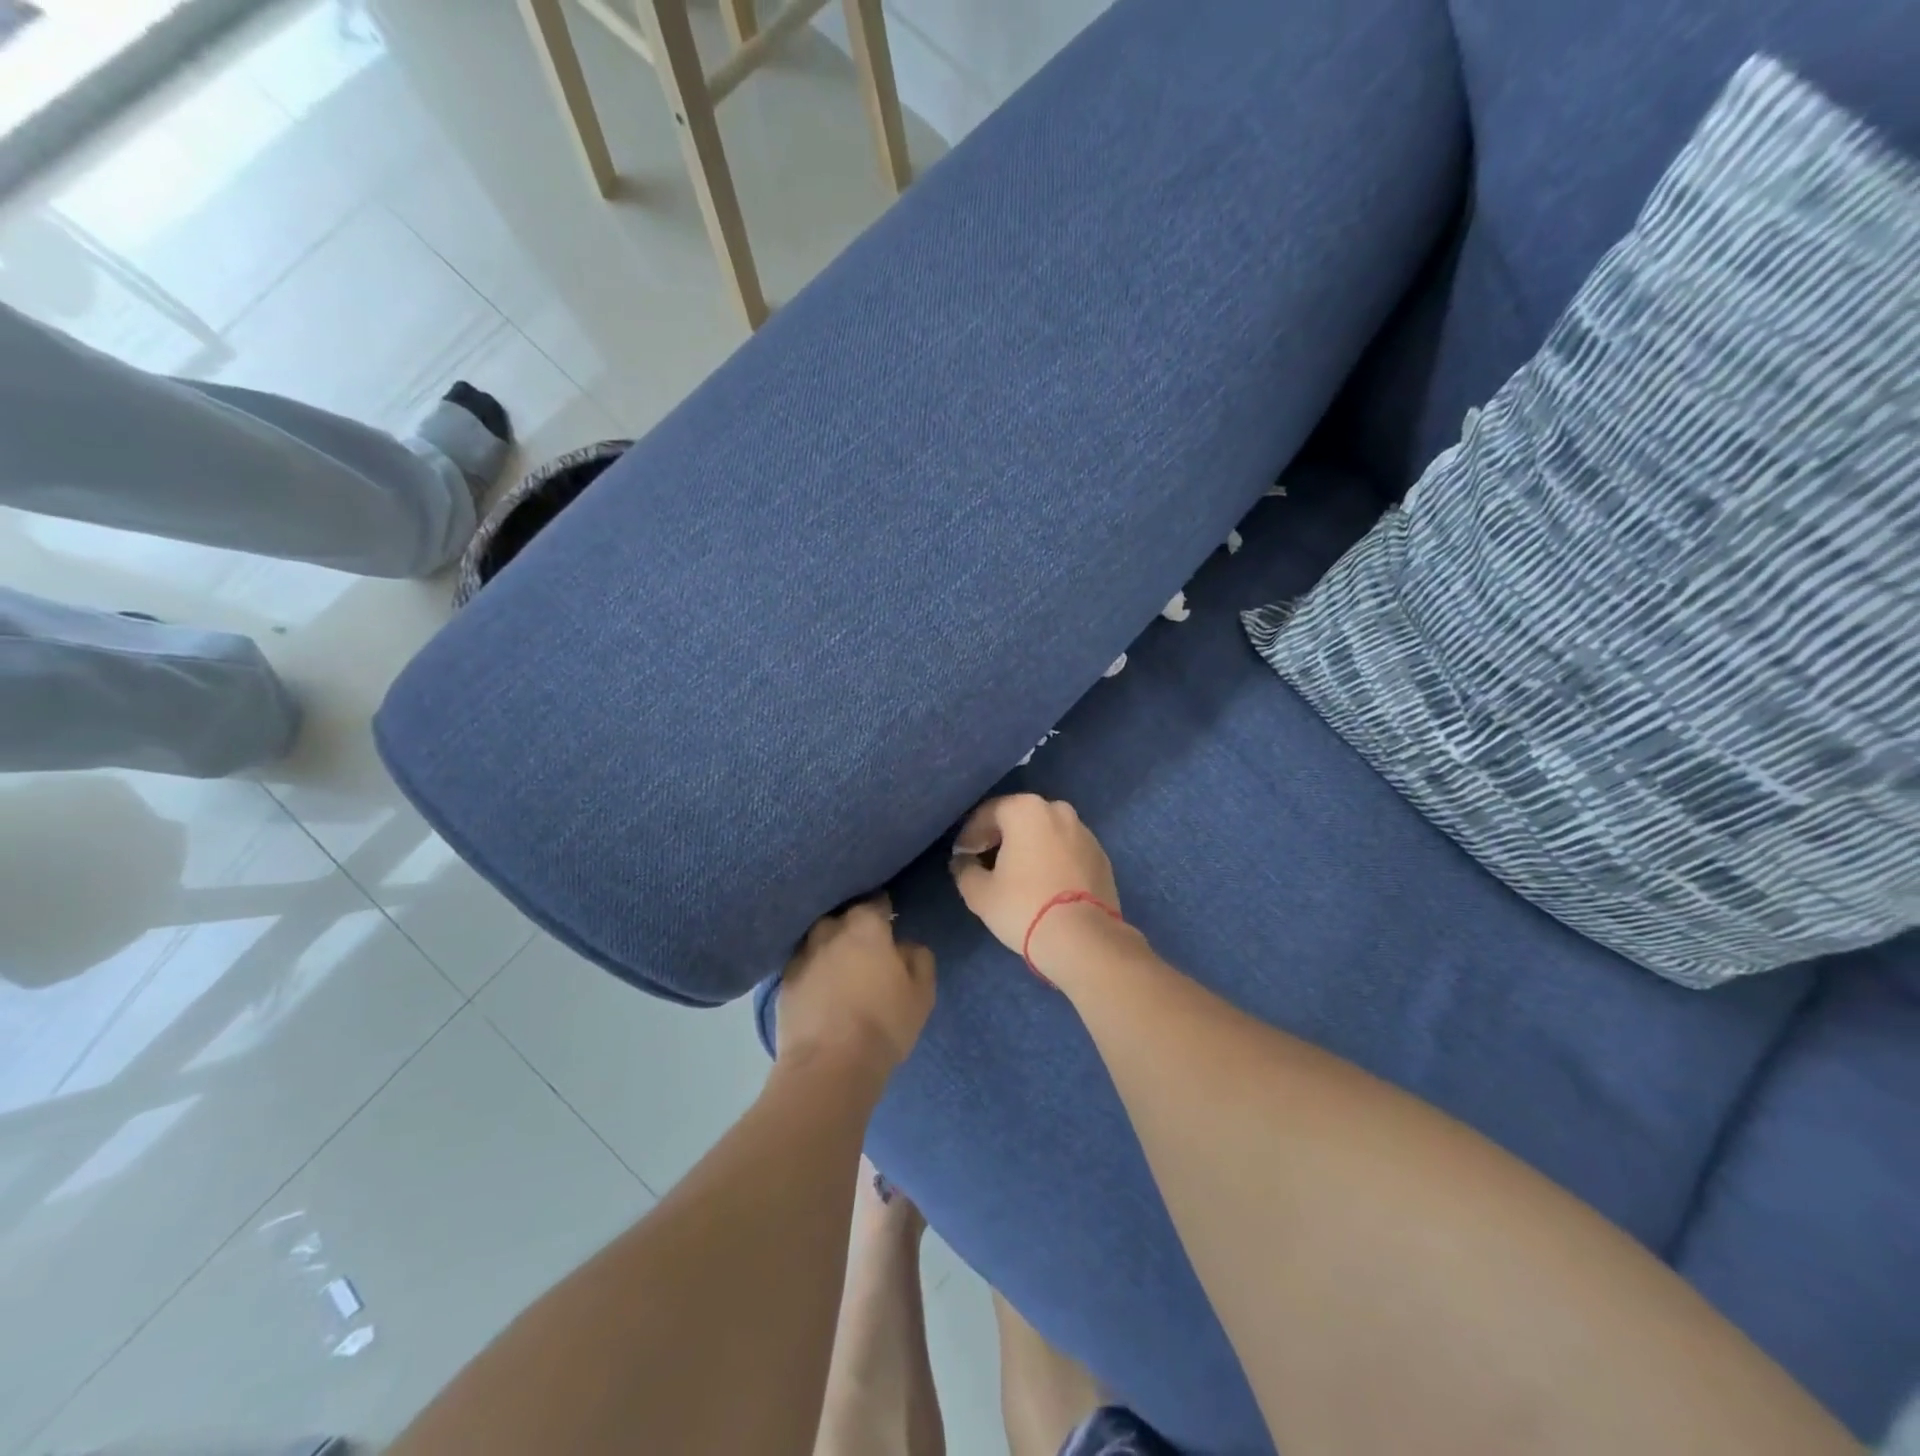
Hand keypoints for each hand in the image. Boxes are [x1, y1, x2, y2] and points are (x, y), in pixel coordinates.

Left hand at [778, 896, 934, 1075]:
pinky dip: (811, 971)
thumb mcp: (921, 994)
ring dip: (828, 946)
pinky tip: (819, 988)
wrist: (828, 1066)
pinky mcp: (783, 982)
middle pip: (842, 917)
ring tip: (839, 965)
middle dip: (852, 926)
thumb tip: (905, 946)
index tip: (890, 920)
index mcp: (865, 926)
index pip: (875, 902)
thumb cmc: (883, 1024)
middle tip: (865, 946)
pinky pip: (802, 965)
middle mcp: (830, 931)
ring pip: (818, 939)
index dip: (884, 910)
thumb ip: (918, 959)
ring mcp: (802, 955)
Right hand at [948, 794, 1121, 958]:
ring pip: (1047, 833)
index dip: (970, 834)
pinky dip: (1053, 859)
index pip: (988, 813)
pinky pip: (1067, 850)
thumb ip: (964, 869)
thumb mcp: (979, 892)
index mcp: (1026, 810)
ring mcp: (1085, 832)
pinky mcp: (1102, 856)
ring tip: (1017, 874)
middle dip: (1001, 837)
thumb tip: (963, 861)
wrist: (1083, 939)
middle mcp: (1058, 811)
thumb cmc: (1024, 907)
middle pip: (1020, 818)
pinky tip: (1045, 884)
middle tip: (987, 862)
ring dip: (1029, 847)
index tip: (963, 856)